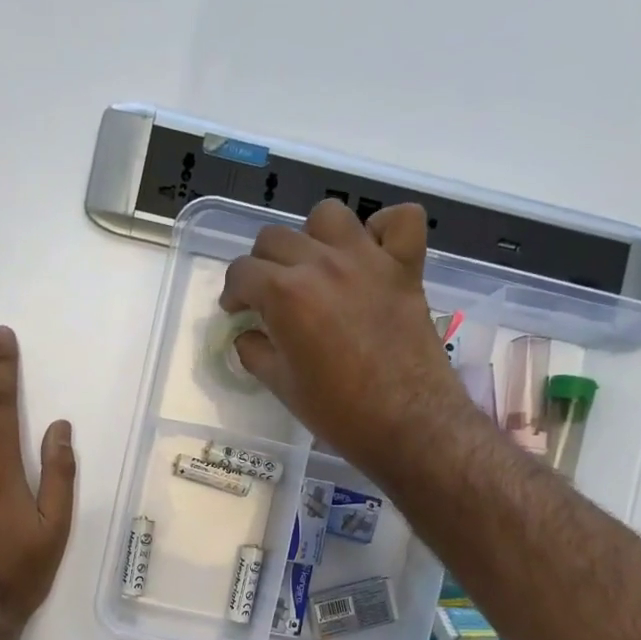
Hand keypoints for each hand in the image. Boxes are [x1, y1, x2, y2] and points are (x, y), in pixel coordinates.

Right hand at [220, 199, 471, 479]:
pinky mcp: (406, 267)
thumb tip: (248, 335)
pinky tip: (371, 252)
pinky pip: (400, 219)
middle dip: (262, 265)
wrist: (407, 423)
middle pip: (275, 238)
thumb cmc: (338, 412)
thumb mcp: (282, 386)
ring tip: (315, 267)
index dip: (233, 292)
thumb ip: (256, 352)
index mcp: (286, 295)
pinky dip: (383, 228)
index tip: (237, 310)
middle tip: (269, 296)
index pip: (242, 272)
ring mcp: (368, 260)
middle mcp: (322, 264)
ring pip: (328, 215)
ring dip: (313, 236)